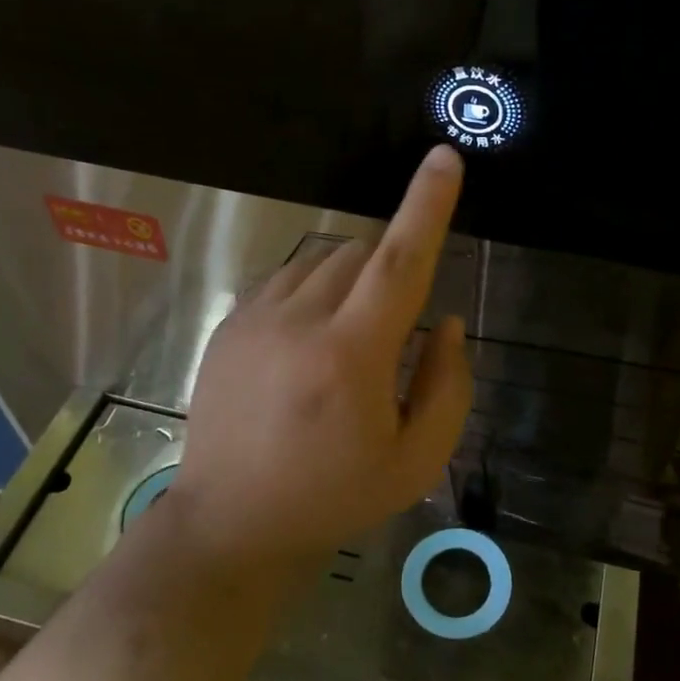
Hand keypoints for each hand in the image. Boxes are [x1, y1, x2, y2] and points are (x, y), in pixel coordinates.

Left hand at [171, 145, 474, 570]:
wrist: (231, 522)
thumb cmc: (334, 496)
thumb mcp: (416, 461)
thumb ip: (447, 386)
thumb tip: (448, 322)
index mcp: (352, 357)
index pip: (400, 263)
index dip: (427, 206)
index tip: (443, 158)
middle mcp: (300, 321)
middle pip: (363, 253)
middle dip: (392, 269)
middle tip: (393, 330)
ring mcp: (256, 318)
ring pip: (323, 260)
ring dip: (354, 280)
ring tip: (348, 343)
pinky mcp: (231, 324)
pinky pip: (288, 278)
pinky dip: (315, 290)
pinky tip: (308, 342)